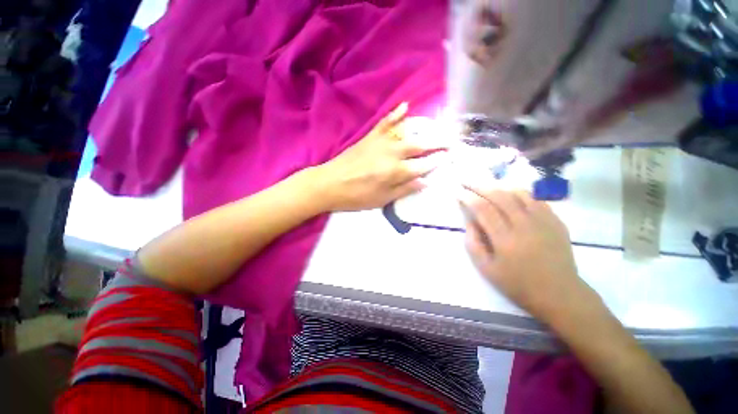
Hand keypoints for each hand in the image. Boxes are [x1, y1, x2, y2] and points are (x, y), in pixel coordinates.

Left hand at [315, 103, 447, 211]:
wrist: (330, 183)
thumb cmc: (357, 196)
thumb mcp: (382, 199)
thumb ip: (404, 189)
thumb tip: (425, 182)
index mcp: (396, 172)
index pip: (423, 165)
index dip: (437, 162)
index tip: (449, 157)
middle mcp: (392, 153)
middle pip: (420, 146)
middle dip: (438, 143)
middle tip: (451, 140)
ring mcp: (381, 142)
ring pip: (407, 133)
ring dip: (424, 130)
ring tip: (438, 128)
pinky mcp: (370, 137)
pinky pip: (385, 123)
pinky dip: (395, 114)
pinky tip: (405, 106)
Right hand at [460, 187, 588, 319]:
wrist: (559, 293)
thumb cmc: (518, 284)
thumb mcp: (486, 269)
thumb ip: (473, 243)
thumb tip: (469, 221)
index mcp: (505, 239)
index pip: (483, 209)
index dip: (468, 197)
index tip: (458, 192)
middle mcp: (525, 225)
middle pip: (499, 195)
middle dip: (479, 185)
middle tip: (466, 181)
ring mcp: (543, 221)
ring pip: (518, 192)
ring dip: (498, 185)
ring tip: (485, 184)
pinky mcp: (556, 220)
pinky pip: (535, 198)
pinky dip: (518, 192)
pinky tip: (509, 192)